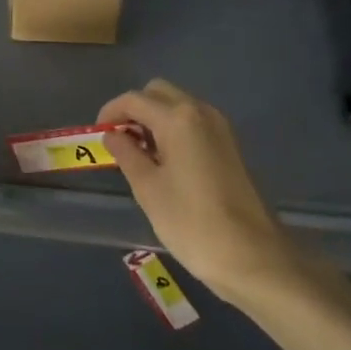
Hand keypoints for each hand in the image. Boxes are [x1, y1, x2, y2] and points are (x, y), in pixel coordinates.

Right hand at [99, 79, 314, 304]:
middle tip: (120, 140)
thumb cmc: (191, 222)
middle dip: (135, 109)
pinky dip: (174, 129)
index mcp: (178, 118)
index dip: (111, 112)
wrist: (252, 256)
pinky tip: (165, 162)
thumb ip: (126, 154)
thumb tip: (113, 135)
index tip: (98, 134)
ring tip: (140, 154)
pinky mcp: (229, 146)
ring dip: (155, 118)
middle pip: (158, 93)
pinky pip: (193, 122)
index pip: (134, 100)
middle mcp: (200, 112)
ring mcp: (219, 128)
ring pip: (178, 105)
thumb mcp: (148, 189)